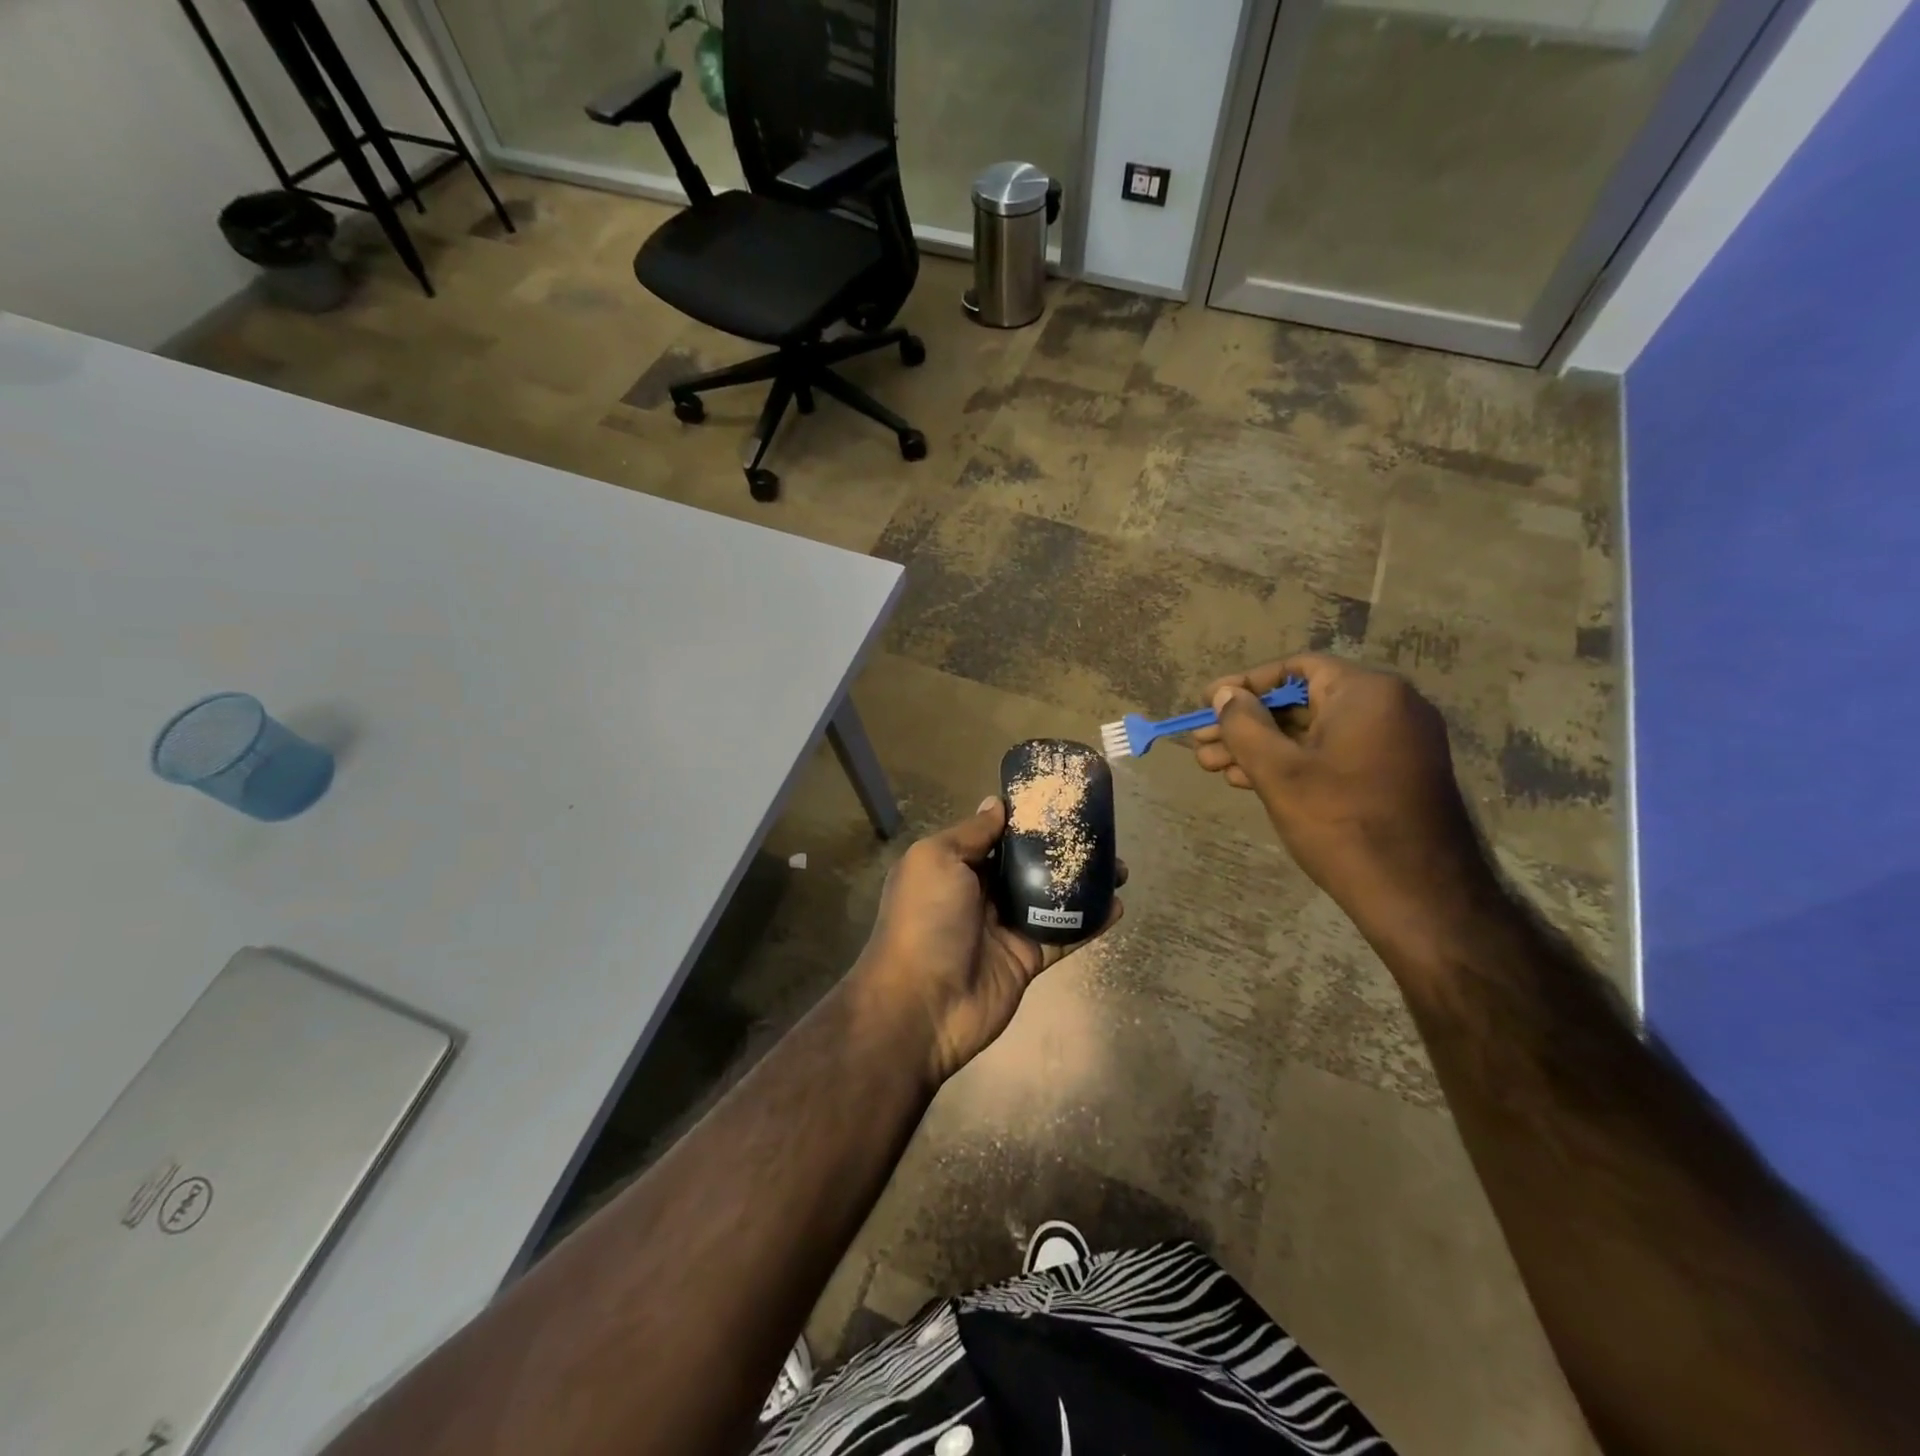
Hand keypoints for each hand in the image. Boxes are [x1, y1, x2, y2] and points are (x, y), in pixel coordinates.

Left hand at [852, 797, 1124, 1087]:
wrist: (923, 1004)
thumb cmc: (925, 920)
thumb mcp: (935, 859)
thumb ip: (971, 833)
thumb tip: (996, 804)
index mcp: (955, 866)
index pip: (997, 835)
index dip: (1027, 819)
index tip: (1061, 801)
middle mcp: (980, 893)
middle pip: (1028, 864)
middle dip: (1062, 849)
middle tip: (1102, 834)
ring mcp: (1006, 927)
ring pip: (1051, 898)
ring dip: (1083, 883)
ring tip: (1119, 867)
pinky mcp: (1027, 958)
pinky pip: (1063, 935)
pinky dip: (1090, 922)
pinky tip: (1117, 906)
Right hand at [1193, 654, 1494, 948]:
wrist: (1420, 896)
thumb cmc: (1341, 823)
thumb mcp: (1278, 771)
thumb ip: (1244, 725)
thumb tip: (1225, 695)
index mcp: (1368, 692)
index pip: (1295, 668)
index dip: (1245, 684)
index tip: (1207, 702)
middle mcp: (1390, 707)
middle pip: (1303, 702)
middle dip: (1246, 724)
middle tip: (1201, 744)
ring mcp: (1397, 743)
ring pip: (1315, 733)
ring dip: (1263, 747)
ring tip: (1214, 768)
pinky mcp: (1396, 774)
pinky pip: (1335, 754)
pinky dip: (1294, 763)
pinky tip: (1251, 781)